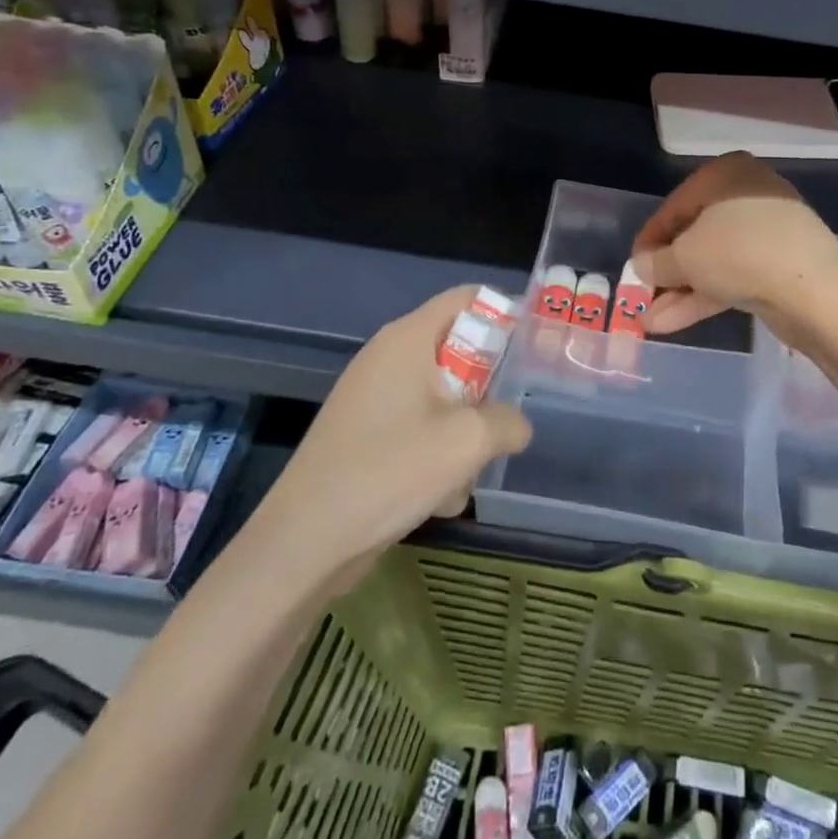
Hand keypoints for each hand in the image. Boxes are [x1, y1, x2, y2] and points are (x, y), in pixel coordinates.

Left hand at [255, 287, 531, 585]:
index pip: (466, 298)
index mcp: (408, 339)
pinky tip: (437, 498)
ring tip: (463, 476)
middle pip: (457, 350)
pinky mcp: (364, 434)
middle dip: (486, 391)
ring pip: (442, 398)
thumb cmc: (391, 470)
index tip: (532, 351)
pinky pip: (417, 428)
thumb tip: (515, 424)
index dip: (504, 314)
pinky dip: (435, 455)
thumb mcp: (468, 441)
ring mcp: (372, 397)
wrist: (306, 540)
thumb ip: (508, 421)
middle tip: (503, 423)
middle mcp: (388, 357)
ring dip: (463, 434)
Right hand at [631, 153, 837, 337]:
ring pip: (713, 261)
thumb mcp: (685, 256)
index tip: (632, 268)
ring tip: (648, 322)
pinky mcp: (779, 266)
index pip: (675, 206)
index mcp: (725, 175)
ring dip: (680, 291)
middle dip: (666, 272)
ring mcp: (767, 233)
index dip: (649, 239)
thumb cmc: (738, 253)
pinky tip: (672, 324)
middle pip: (695, 235)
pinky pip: (732, 277)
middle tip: (641, 297)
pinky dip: (704, 297)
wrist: (814, 290)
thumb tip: (642, 267)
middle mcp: (747, 195)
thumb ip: (657, 262)